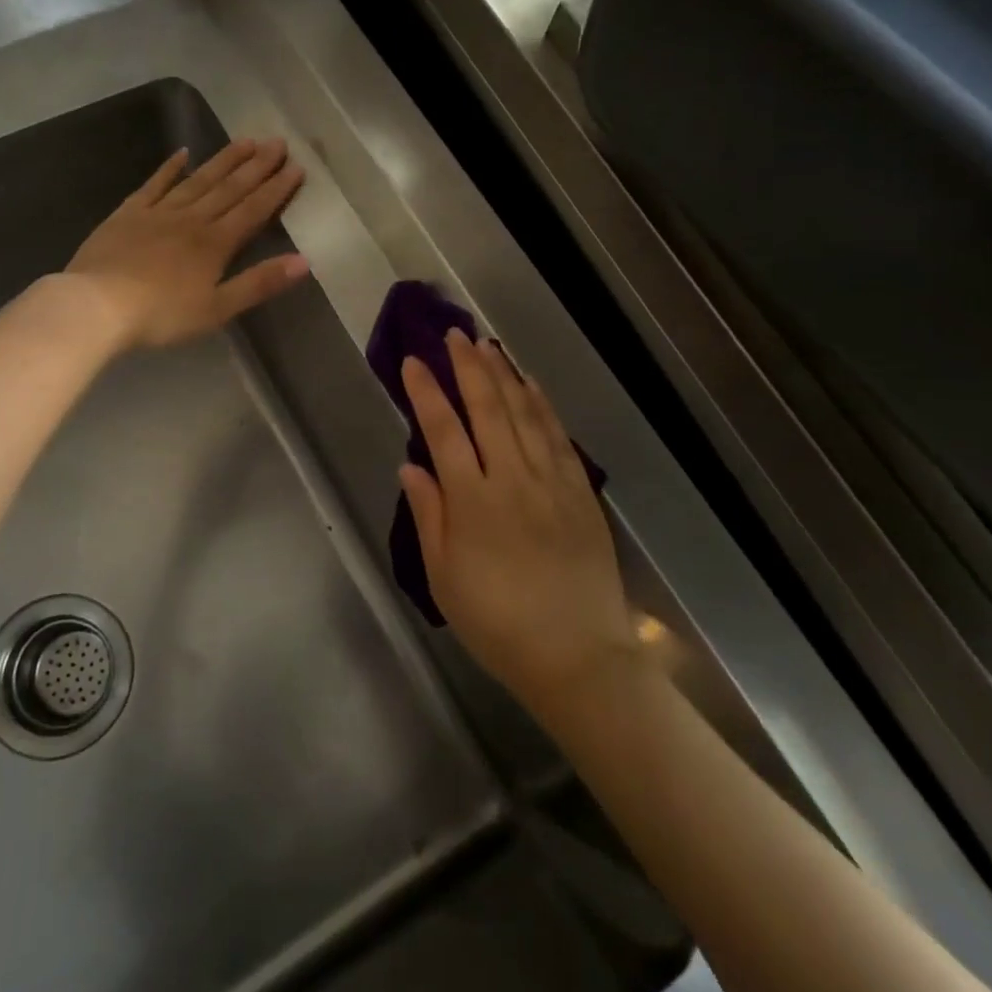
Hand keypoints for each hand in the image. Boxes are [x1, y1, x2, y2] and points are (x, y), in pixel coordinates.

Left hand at [64, 138, 308, 348]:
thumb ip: (259, 283)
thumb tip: (304, 261)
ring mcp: (158, 212)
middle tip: (278, 142)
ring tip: (245, 140)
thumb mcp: (217, 308)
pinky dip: (170, 168)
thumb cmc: (161, 315)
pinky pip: (154, 184)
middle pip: (230, 188)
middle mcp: (192, 220)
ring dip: (224, 160)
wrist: (97, 304)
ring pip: (198, 180)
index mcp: (215, 244)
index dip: (276, 189)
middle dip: (257, 166)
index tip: (296, 167)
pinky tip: (183, 152)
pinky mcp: (128, 213)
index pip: (253, 210)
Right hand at [400, 332, 641, 712]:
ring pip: (525, 414)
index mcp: (473, 501)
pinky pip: (560, 437)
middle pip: (488, 409)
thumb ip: (428, 515)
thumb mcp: (444, 578)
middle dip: (468, 367)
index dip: (427, 392)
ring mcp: (552, 482)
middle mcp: (512, 479)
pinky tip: (532, 385)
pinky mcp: (581, 493)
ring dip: (505, 375)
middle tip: (455, 335)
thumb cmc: (497, 623)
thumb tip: (410, 465)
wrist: (578, 656)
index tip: (414, 362)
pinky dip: (543, 405)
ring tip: (489, 345)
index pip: (443, 431)